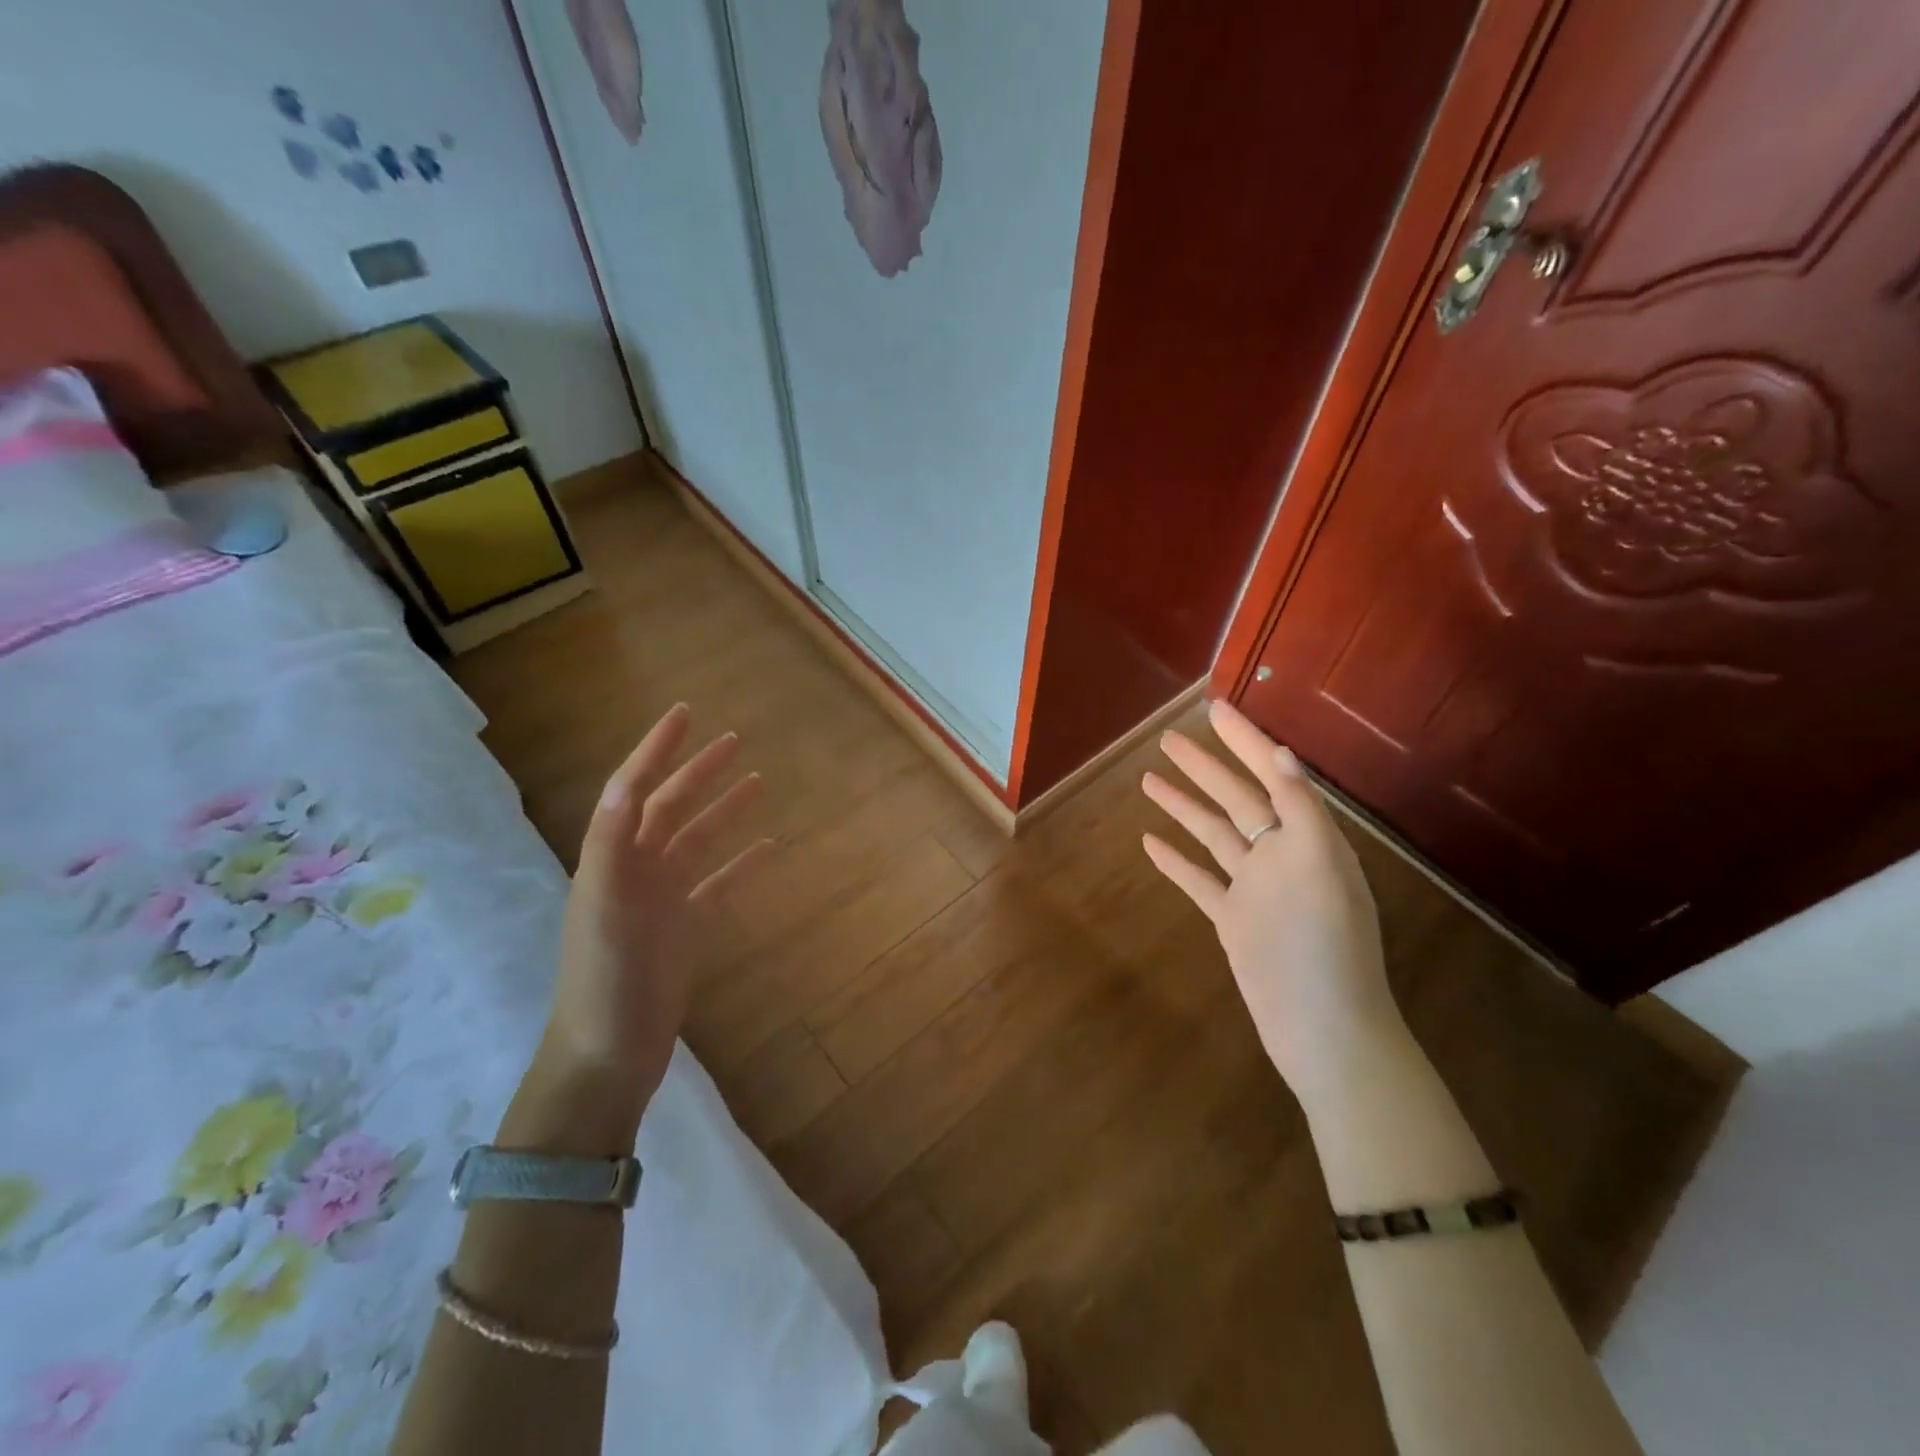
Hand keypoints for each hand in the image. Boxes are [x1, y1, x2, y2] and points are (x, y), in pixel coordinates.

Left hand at [544, 703, 772, 1121]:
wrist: (609, 1052)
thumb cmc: (605, 980)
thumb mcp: (603, 909)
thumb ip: (611, 847)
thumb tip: (626, 784)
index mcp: (611, 859)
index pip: (633, 789)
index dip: (655, 749)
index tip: (684, 714)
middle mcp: (636, 870)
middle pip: (671, 808)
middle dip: (698, 771)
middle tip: (733, 740)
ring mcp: (664, 898)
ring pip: (699, 841)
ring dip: (724, 810)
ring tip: (757, 782)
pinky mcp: (686, 927)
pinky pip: (720, 883)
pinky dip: (743, 863)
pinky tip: (768, 846)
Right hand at [1141, 701, 1402, 1102]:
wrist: (1324, 1030)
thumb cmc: (1326, 949)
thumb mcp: (1321, 869)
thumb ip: (1302, 810)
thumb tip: (1280, 752)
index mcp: (1307, 838)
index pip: (1270, 774)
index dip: (1243, 740)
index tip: (1213, 708)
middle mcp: (1280, 856)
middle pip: (1235, 798)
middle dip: (1204, 766)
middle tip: (1166, 738)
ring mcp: (1254, 889)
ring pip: (1213, 834)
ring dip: (1183, 806)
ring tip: (1148, 779)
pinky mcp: (1234, 920)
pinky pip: (1199, 880)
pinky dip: (1176, 860)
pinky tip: (1150, 843)